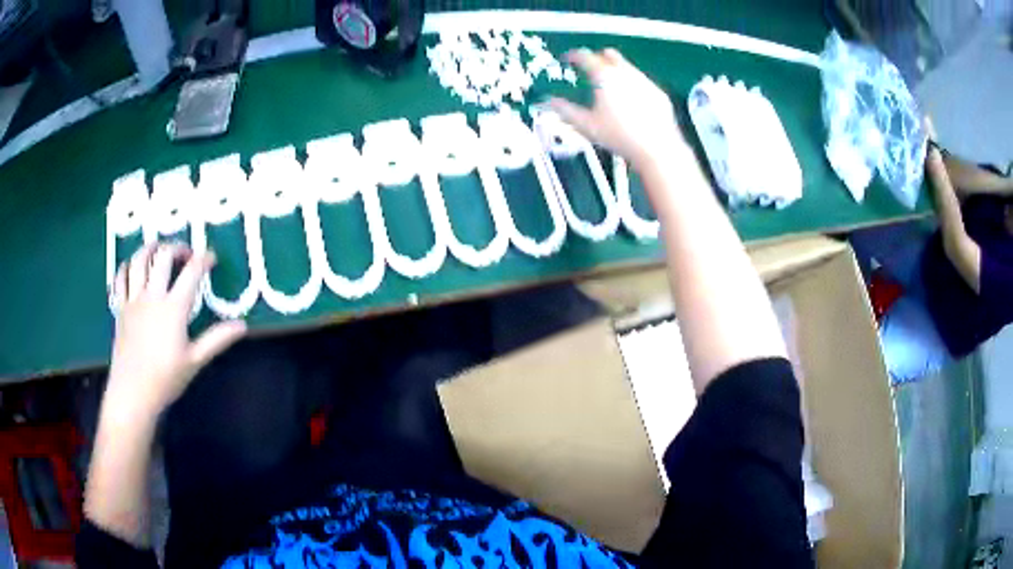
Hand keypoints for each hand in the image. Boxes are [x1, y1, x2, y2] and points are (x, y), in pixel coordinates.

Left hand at [105, 243, 245, 418]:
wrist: (133, 393)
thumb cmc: (165, 379)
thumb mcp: (195, 361)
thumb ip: (217, 339)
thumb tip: (243, 326)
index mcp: (173, 308)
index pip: (192, 272)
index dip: (204, 259)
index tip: (211, 258)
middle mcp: (152, 296)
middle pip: (163, 256)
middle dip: (177, 248)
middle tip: (186, 254)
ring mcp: (133, 300)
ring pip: (139, 260)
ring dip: (150, 248)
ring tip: (158, 249)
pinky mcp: (120, 308)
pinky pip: (120, 278)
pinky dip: (127, 266)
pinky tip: (133, 268)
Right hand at [549, 48, 688, 169]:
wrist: (657, 148)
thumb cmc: (618, 136)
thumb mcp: (586, 125)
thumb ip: (566, 110)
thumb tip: (550, 102)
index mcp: (604, 76)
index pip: (585, 56)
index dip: (573, 55)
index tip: (567, 58)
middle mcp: (625, 72)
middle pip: (609, 55)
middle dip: (597, 58)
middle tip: (589, 68)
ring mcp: (644, 81)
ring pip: (627, 67)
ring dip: (615, 70)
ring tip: (609, 86)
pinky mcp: (658, 93)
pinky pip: (641, 81)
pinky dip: (632, 84)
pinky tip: (630, 101)